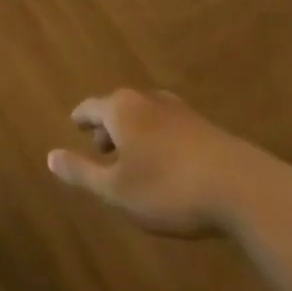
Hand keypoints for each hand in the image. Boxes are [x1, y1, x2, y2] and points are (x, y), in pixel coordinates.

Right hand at [48, 88, 291, 237]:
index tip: (75, 124)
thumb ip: (82, 172)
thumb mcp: (117, 190)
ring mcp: (180, 111)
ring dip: (135, 135)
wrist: (242, 188)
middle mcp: (148, 100)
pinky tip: (166, 164)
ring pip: (146, 117)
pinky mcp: (206, 129)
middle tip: (100, 147)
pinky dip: (158, 141)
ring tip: (132, 158)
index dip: (81, 118)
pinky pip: (169, 128)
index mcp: (122, 109)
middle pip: (119, 108)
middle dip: (108, 127)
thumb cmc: (168, 188)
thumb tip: (50, 156)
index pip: (92, 106)